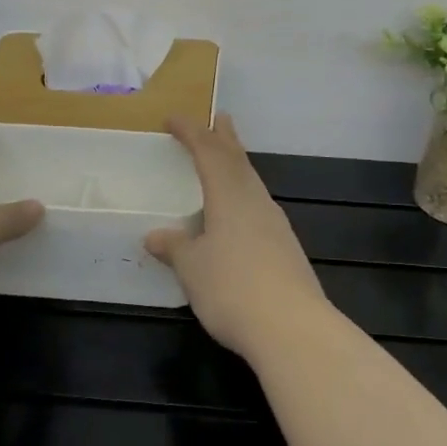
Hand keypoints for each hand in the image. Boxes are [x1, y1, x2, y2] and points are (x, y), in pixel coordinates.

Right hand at [145, 114, 331, 361]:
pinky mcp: (286, 247)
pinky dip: (245, 194)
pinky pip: (260, 206)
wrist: (291, 326)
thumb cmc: (232, 288)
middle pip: (238, 160)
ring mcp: (275, 223)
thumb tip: (155, 236)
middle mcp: (255, 201)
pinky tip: (242, 213)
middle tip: (219, 119)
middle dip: (225, 138)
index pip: (208, 152)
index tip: (173, 119)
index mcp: (229, 195)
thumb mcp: (192, 268)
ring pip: (252, 182)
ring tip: (228, 160)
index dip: (191, 132)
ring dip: (238, 165)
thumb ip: (175, 248)